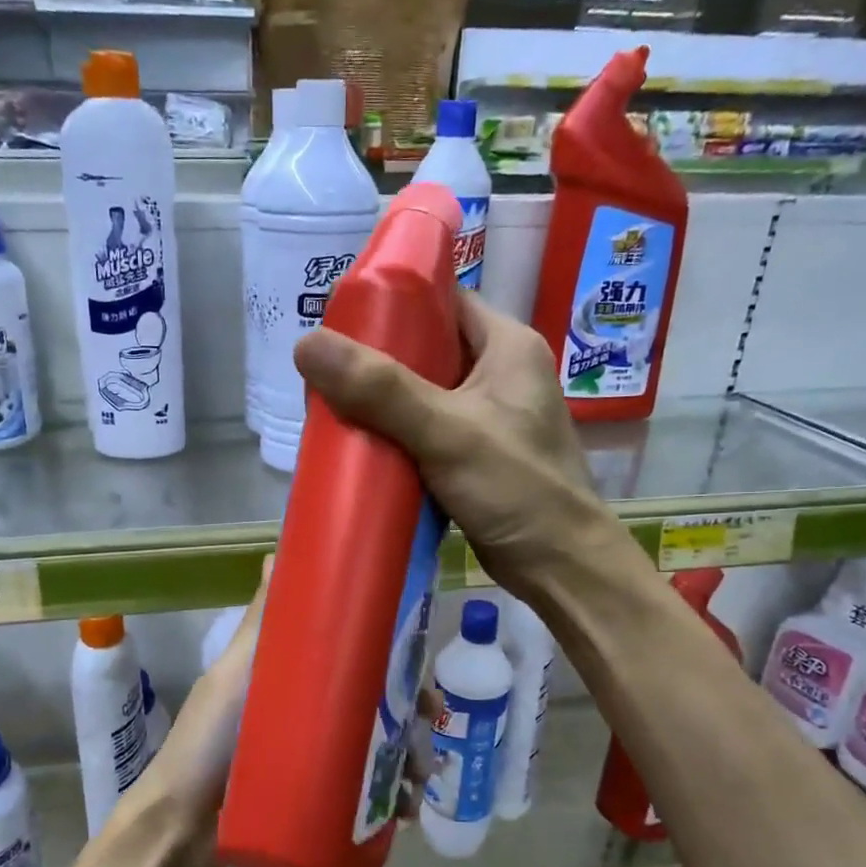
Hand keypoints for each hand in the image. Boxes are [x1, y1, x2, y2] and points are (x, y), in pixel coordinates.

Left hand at [113, 558, 435, 866]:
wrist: (181, 827)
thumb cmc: (206, 742)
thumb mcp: (233, 676)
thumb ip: (259, 624)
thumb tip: (276, 554)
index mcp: (301, 680)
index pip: (361, 661)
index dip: (397, 661)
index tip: (420, 667)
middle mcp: (318, 715)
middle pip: (381, 707)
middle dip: (413, 717)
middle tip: (427, 733)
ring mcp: (322, 760)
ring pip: (384, 751)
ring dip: (412, 761)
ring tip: (419, 782)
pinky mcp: (324, 801)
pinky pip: (372, 796)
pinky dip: (396, 799)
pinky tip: (407, 810)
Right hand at [294, 290, 610, 596]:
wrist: (559, 567)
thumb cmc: (517, 487)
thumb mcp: (447, 431)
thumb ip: (380, 389)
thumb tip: (307, 344)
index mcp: (507, 346)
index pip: (445, 299)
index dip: (394, 299)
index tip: (340, 314)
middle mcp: (500, 374)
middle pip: (427, 348)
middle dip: (376, 358)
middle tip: (325, 368)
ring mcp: (487, 418)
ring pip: (422, 394)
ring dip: (381, 401)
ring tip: (331, 404)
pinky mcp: (474, 456)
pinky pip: (424, 432)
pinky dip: (394, 436)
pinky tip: (360, 445)